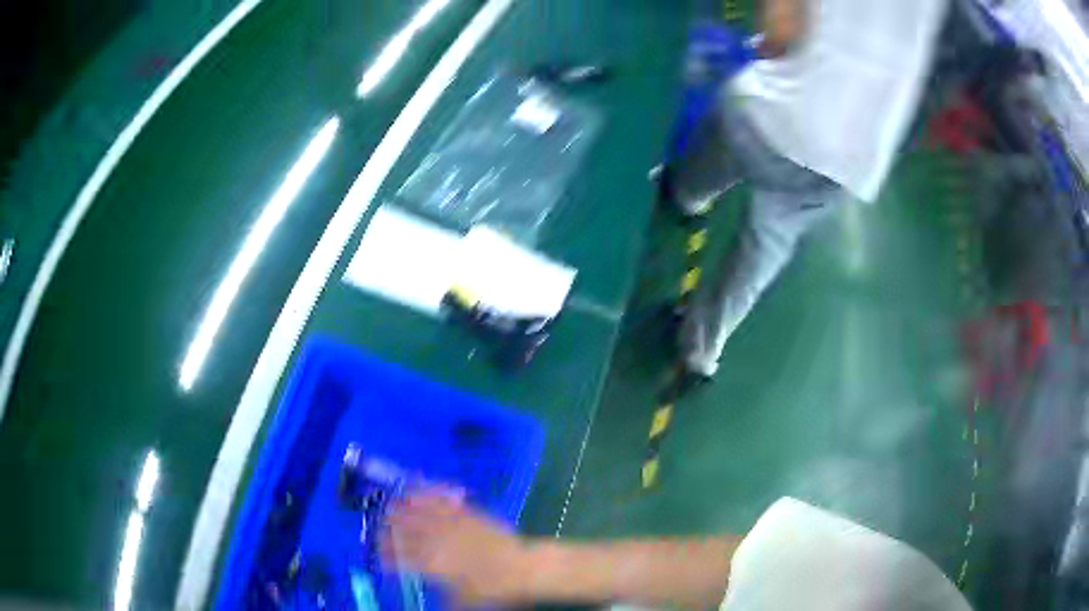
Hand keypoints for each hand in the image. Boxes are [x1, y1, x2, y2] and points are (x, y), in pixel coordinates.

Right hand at [382, 491, 531, 606]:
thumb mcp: (463, 602)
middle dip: (389, 526)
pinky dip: (428, 493)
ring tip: (392, 504)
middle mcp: (437, 541)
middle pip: (405, 529)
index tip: (380, 553)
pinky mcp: (468, 514)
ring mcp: (453, 524)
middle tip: (381, 526)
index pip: (400, 555)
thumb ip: (443, 598)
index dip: (387, 553)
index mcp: (432, 564)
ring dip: (404, 507)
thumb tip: (435, 600)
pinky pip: (444, 500)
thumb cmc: (493, 591)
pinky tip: (420, 489)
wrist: (523, 569)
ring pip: (421, 511)